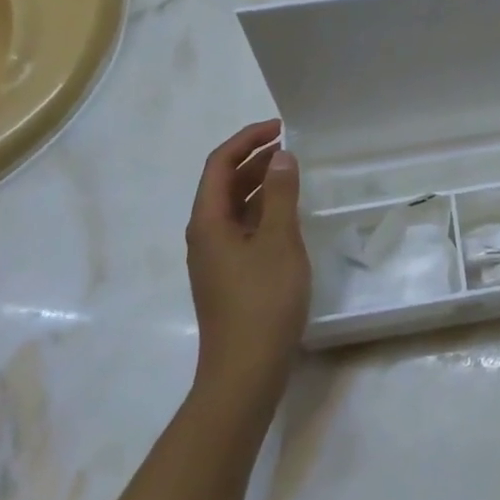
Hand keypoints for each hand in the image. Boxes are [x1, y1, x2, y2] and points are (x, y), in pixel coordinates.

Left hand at [185, 120, 310, 408]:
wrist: (245, 371)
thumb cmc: (262, 301)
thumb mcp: (279, 241)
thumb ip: (281, 195)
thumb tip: (281, 157)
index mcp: (208, 221)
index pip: (219, 164)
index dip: (247, 140)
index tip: (280, 128)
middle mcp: (205, 235)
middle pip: (224, 184)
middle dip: (254, 160)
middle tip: (291, 148)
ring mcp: (216, 259)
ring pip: (235, 208)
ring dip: (261, 186)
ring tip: (294, 174)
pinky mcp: (230, 277)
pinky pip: (244, 230)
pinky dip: (264, 212)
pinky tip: (290, 216)